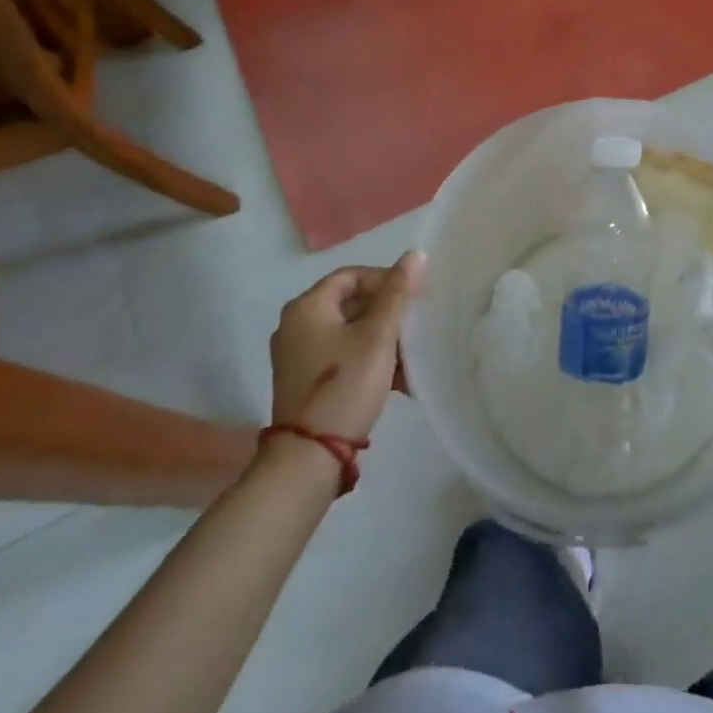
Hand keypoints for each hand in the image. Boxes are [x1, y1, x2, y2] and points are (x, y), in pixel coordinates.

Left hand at [270, 250, 423, 441]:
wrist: (308, 459)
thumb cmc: (344, 386)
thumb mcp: (378, 336)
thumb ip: (397, 294)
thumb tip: (415, 254)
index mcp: (307, 307)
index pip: (352, 275)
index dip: (386, 280)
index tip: (415, 298)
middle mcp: (296, 325)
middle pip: (351, 303)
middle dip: (388, 314)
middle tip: (416, 326)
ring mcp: (298, 355)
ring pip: (349, 332)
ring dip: (383, 339)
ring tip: (411, 357)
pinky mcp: (305, 381)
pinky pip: (342, 355)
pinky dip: (369, 359)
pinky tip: (397, 379)